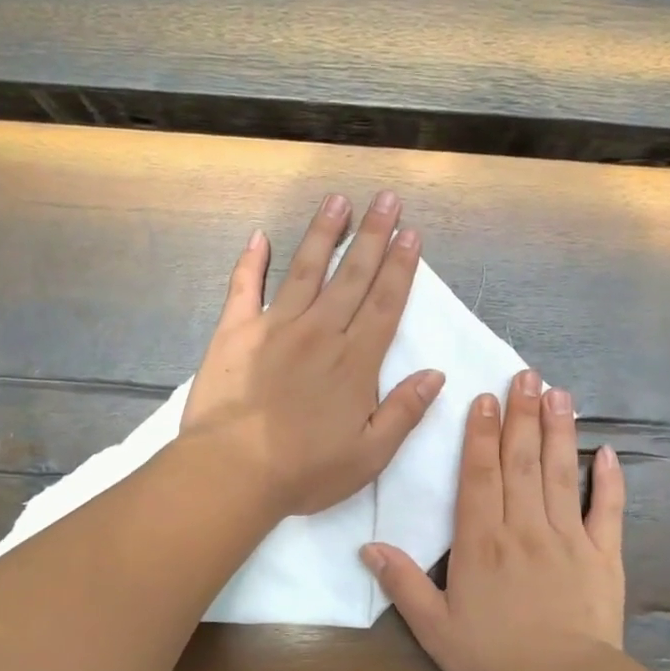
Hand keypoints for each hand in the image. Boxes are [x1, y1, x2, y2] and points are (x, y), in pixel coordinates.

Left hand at [181, 191, 444, 517]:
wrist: (233, 472)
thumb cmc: (305, 471)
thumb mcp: (370, 455)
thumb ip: (404, 411)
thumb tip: (435, 375)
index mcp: (355, 361)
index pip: (385, 304)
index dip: (401, 268)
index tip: (411, 234)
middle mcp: (320, 332)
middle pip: (353, 276)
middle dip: (374, 235)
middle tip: (387, 199)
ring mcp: (276, 327)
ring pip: (306, 270)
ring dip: (324, 234)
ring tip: (338, 200)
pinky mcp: (235, 332)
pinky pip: (244, 287)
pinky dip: (251, 261)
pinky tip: (260, 238)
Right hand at [363, 369, 626, 670]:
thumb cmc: (493, 659)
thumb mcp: (434, 628)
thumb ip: (404, 584)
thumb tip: (368, 546)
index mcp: (482, 541)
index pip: (479, 474)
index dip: (481, 433)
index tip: (486, 397)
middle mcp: (525, 527)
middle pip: (522, 461)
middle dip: (522, 415)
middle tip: (526, 375)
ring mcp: (569, 537)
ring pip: (562, 473)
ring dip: (560, 431)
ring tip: (560, 393)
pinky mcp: (604, 555)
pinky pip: (609, 510)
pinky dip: (610, 481)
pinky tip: (608, 452)